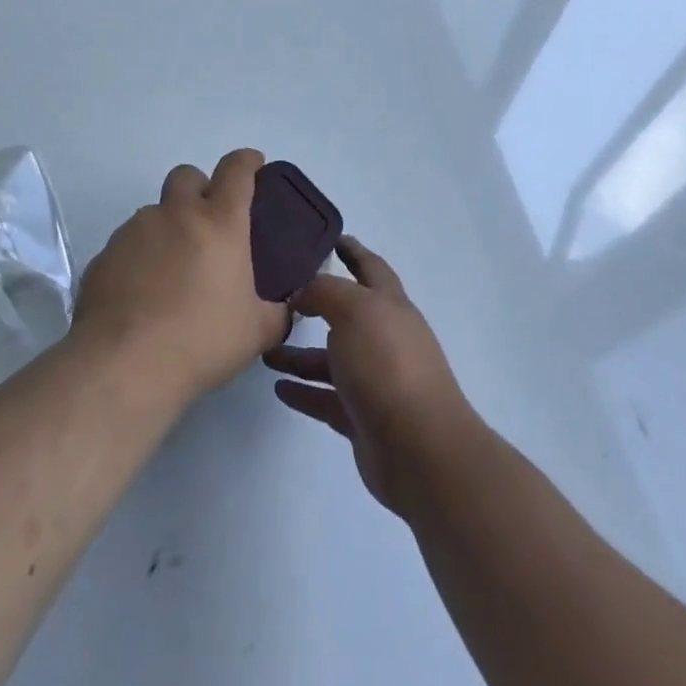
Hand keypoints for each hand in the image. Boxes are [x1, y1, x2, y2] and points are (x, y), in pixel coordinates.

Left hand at [74, 149, 290, 404]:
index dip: (247, 161)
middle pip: (187, 175)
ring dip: (168, 228)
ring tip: (172, 271)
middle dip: (200, 188)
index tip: (254, 165)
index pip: (237, 170)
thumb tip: (282, 308)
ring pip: (154, 212)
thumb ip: (276, 312)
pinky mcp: (104, 255)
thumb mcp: (257, 332)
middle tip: (208, 224)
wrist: (124, 365)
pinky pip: (127, 245)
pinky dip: (139, 258)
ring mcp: (135, 231)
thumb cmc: (201, 340)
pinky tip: (142, 295)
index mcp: (220, 222)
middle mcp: (176, 214)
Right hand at [262, 237, 482, 516]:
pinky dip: (304, 391)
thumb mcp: (354, 310)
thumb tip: (303, 291)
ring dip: (300, 353)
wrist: (419, 448)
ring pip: (331, 360)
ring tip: (265, 349)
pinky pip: (326, 398)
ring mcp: (375, 381)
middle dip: (317, 304)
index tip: (329, 237)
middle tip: (279, 296)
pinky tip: (278, 387)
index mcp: (390, 305)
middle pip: (347, 314)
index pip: (370, 267)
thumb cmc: (387, 364)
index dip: (352, 251)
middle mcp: (385, 339)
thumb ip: (324, 292)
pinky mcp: (362, 418)